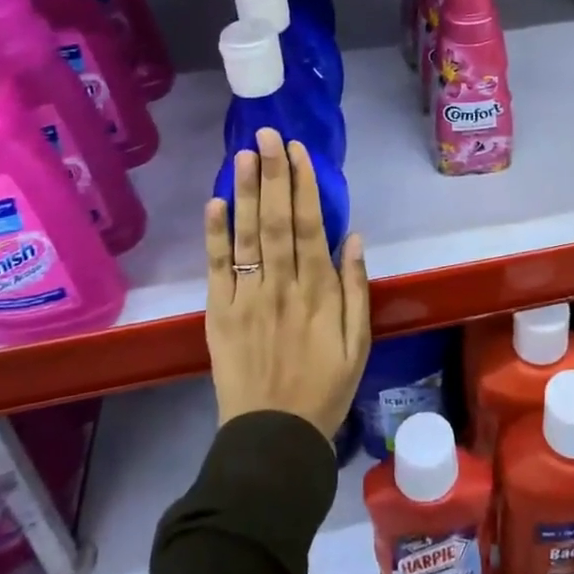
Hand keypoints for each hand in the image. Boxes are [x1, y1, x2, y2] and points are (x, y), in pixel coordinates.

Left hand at [204, 128, 371, 437]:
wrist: (273, 438)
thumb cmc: (325, 387)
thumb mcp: (359, 342)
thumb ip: (356, 288)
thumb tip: (353, 237)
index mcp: (318, 292)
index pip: (310, 225)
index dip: (303, 185)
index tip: (297, 151)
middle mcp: (282, 286)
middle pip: (276, 220)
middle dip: (272, 174)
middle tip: (266, 135)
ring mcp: (247, 298)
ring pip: (247, 236)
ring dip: (245, 193)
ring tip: (243, 154)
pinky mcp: (219, 314)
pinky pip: (216, 269)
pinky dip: (215, 236)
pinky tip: (215, 203)